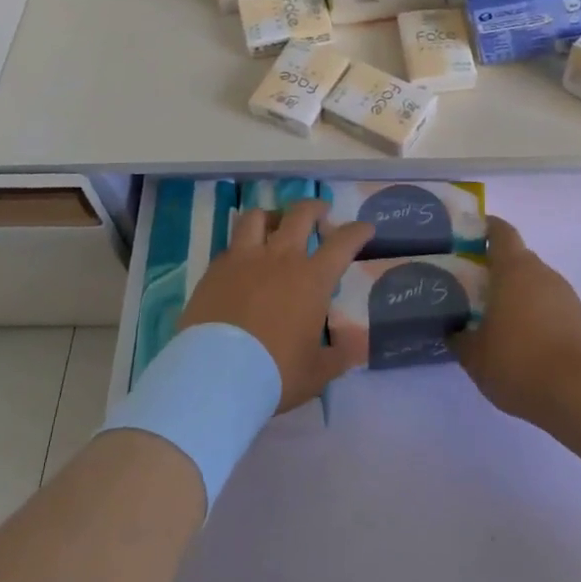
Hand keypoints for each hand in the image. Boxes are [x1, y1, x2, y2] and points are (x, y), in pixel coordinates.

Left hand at [178, 200, 371, 412]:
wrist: (216, 374)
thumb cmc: (275, 372)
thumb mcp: (317, 372)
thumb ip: (338, 356)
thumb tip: (354, 348)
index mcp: (312, 279)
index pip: (343, 243)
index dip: (357, 232)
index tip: (365, 228)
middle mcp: (280, 258)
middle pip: (300, 214)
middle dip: (315, 207)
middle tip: (320, 211)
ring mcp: (244, 259)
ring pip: (257, 217)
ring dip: (272, 216)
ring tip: (274, 224)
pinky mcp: (215, 269)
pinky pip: (232, 245)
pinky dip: (242, 246)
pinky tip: (243, 261)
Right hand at [453, 216, 580, 426]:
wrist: (579, 395)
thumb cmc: (518, 362)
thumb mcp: (473, 355)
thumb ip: (458, 336)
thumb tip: (453, 329)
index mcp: (514, 269)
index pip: (500, 232)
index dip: (485, 228)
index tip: (468, 237)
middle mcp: (542, 273)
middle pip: (517, 258)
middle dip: (497, 269)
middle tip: (473, 289)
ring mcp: (566, 295)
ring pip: (536, 283)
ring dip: (518, 294)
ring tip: (497, 320)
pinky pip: (551, 305)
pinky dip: (536, 314)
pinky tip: (524, 342)